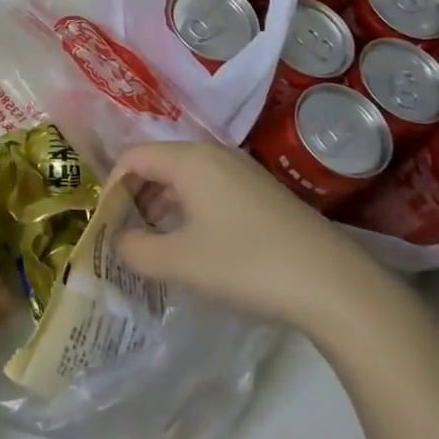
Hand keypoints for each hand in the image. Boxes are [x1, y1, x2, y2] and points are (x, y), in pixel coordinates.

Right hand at [114, 141, 394, 332]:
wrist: (332, 284)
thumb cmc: (245, 264)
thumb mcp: (179, 262)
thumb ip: (136, 250)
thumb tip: (120, 242)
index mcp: (189, 159)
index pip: (133, 158)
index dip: (112, 190)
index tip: (106, 227)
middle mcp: (214, 154)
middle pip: (159, 164)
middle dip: (136, 198)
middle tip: (127, 238)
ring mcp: (243, 171)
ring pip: (186, 179)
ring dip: (163, 207)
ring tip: (156, 246)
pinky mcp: (262, 193)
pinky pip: (210, 190)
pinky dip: (191, 211)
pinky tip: (197, 247)